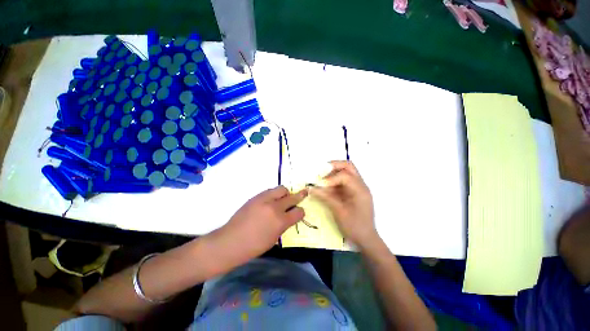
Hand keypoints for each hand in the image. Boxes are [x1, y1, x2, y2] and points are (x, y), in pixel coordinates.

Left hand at [215, 186, 307, 260]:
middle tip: (304, 193)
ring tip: (283, 198)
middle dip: (299, 196)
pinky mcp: (256, 196)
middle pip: (292, 197)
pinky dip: (274, 194)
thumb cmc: (254, 246)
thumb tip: (289, 216)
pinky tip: (271, 200)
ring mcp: (264, 200)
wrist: (231, 241)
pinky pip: (270, 190)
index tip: (299, 212)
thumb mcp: (274, 238)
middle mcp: (274, 207)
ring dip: (285, 193)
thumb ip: (283, 225)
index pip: (298, 212)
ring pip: (281, 189)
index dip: (301, 212)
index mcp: (280, 221)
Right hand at [310, 161, 376, 247]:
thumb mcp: (339, 212)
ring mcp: (357, 188)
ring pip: (346, 172)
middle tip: (321, 171)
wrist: (366, 239)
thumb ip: (325, 197)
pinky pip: (343, 181)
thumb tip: (310, 188)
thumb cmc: (354, 226)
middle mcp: (360, 185)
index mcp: (360, 190)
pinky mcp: (353, 192)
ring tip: (322, 180)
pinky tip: (326, 187)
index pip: (345, 175)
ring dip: (333, 173)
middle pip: (348, 167)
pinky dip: (334, 181)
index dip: (331, 178)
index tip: (321, 185)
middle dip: (334, 166)